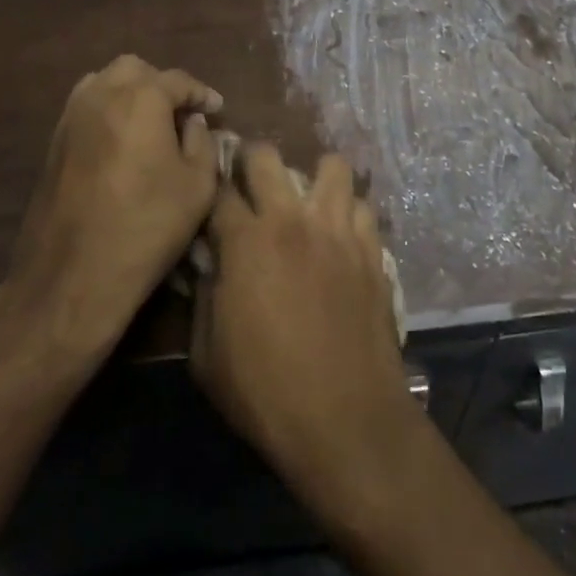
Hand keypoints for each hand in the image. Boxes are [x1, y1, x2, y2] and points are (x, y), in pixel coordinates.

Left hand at [0, 54, 222, 361]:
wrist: (71, 277)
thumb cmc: (146, 227)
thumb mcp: (198, 186)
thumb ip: (202, 142)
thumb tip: (192, 123)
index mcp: (141, 98)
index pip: (179, 80)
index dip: (202, 93)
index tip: (217, 109)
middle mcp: (102, 95)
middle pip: (137, 70)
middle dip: (163, 85)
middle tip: (182, 114)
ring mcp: (71, 117)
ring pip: (105, 82)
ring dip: (131, 93)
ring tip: (150, 123)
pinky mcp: (53, 142)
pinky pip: (86, 107)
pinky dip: (108, 110)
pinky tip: (122, 141)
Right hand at [190, 145, 419, 523]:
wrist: (345, 419)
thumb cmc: (266, 393)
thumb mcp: (206, 358)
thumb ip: (204, 299)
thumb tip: (209, 267)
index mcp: (246, 242)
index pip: (220, 190)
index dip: (210, 187)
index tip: (210, 195)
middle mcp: (291, 220)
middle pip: (267, 157)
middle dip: (252, 161)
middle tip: (251, 183)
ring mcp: (337, 230)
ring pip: (330, 166)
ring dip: (314, 178)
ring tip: (307, 202)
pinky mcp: (371, 248)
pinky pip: (361, 205)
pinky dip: (348, 212)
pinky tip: (341, 234)